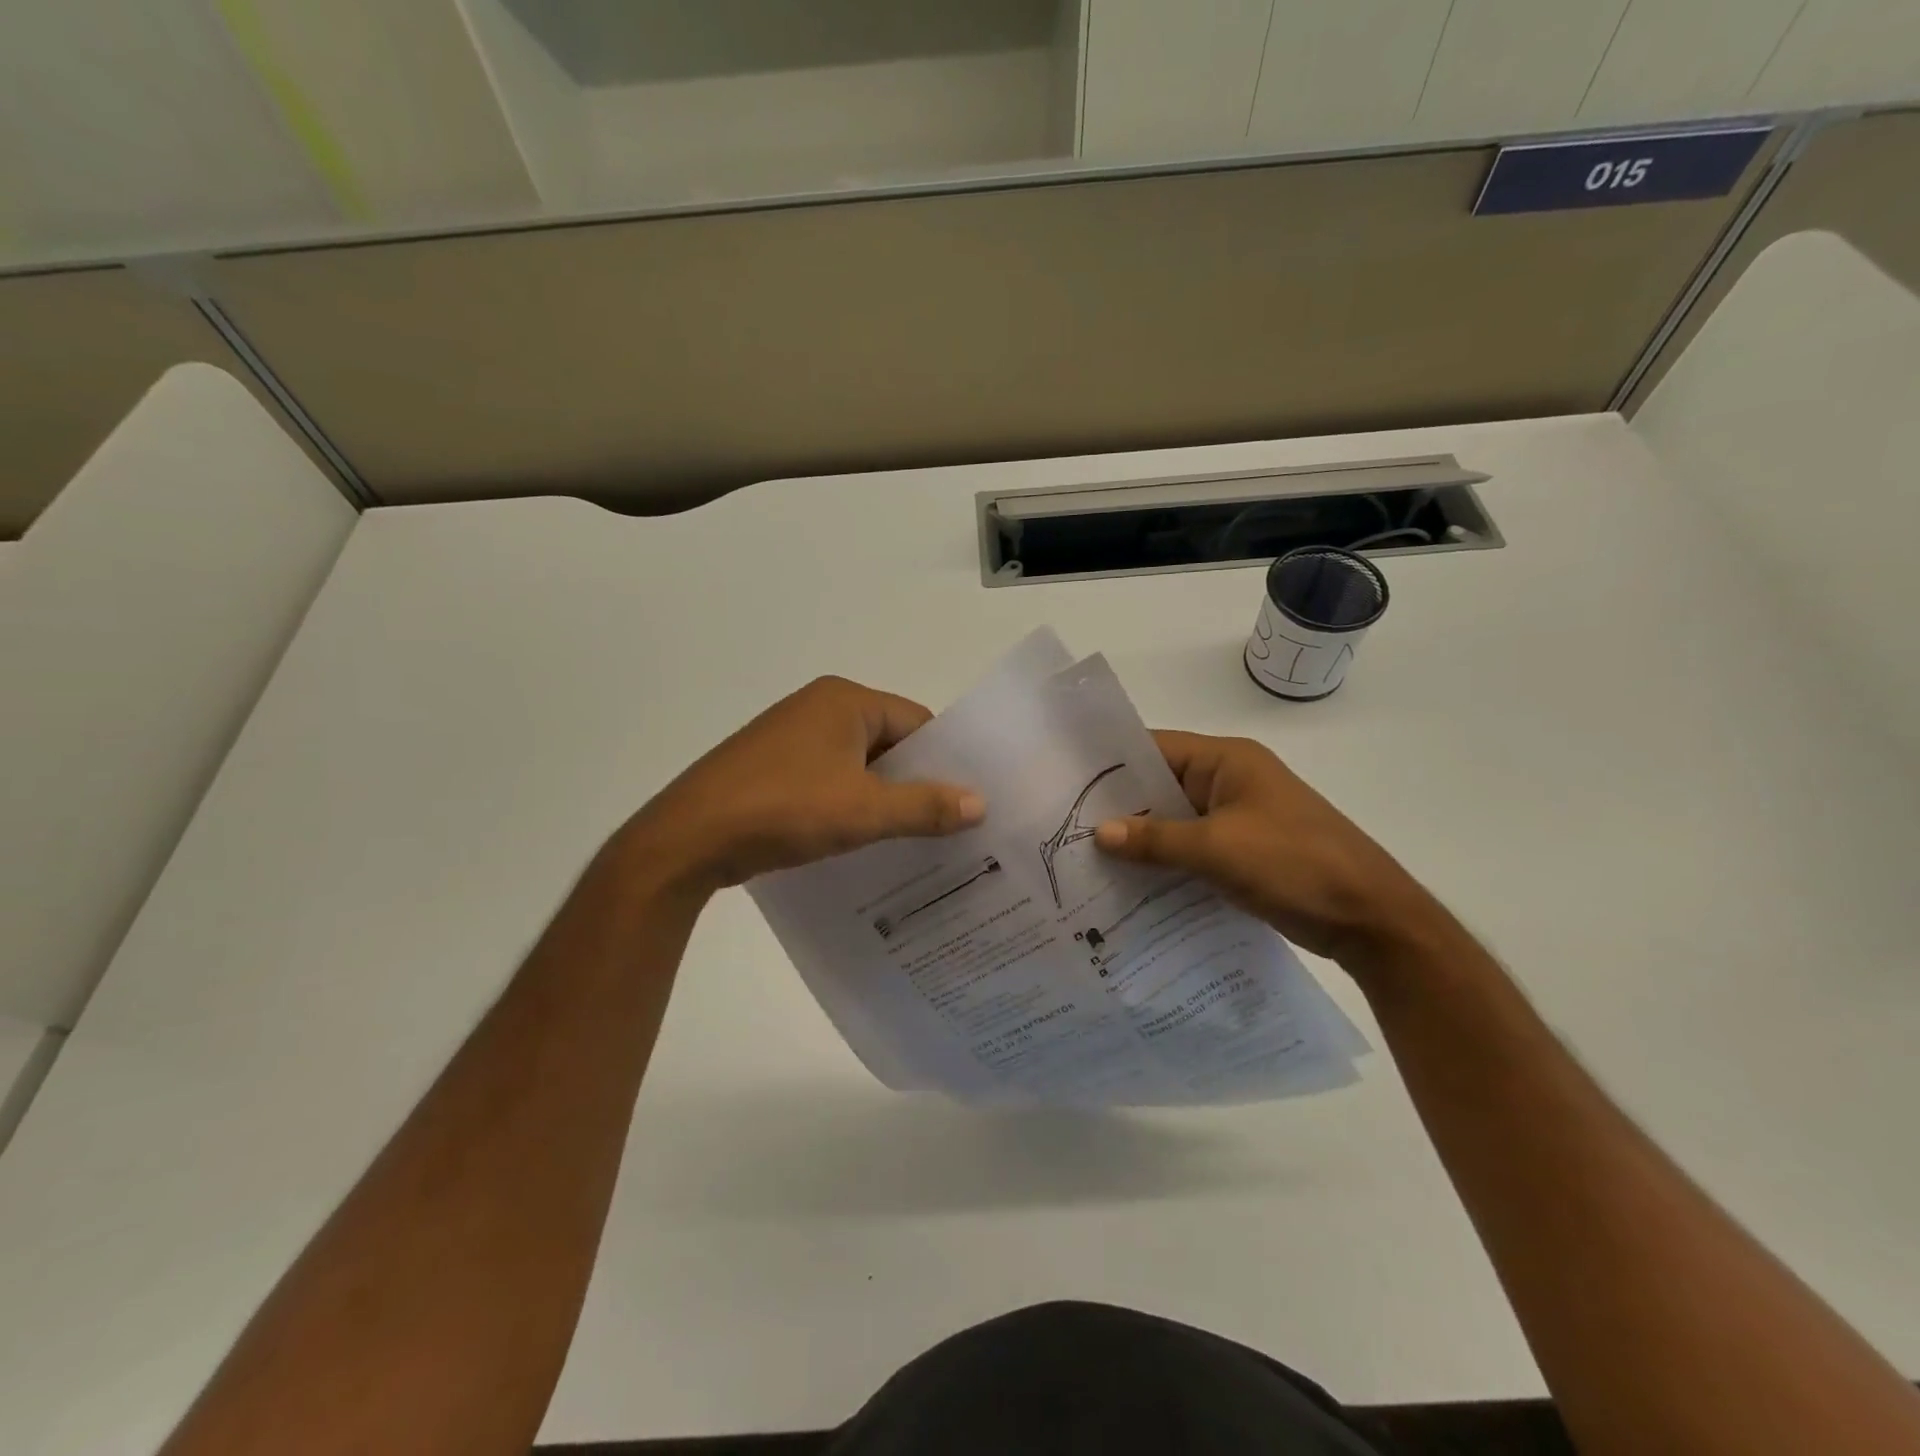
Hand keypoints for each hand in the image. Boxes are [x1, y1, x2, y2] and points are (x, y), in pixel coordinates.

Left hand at [620, 677, 982, 896]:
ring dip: (882, 798)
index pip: (917, 723)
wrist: (689, 838)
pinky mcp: (772, 767)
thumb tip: (980, 803)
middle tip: (949, 827)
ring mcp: (791, 737)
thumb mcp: (865, 811)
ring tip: (913, 841)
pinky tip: (862, 842)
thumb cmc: (785, 809)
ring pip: (858, 766)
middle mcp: (819, 708)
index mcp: (845, 700)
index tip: (967, 802)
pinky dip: (849, 806)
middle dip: (915, 783)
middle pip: (888, 743)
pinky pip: (828, 781)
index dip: (944, 761)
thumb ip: (925, 806)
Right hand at [1094, 731, 1451, 975]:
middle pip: (1161, 785)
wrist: (1372, 919)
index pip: (1155, 748)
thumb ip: (1156, 839)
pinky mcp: (1243, 852)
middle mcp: (1229, 781)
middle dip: (1119, 806)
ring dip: (1140, 838)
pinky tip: (1129, 883)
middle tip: (1064, 825)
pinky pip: (1191, 848)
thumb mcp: (1219, 849)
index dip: (1111, 764)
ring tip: (1086, 857)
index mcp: (1227, 761)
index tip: (1065, 783)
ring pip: (1174, 821)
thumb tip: (1098, 833)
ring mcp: (1237, 818)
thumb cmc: (1295, 864)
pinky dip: (1164, 861)